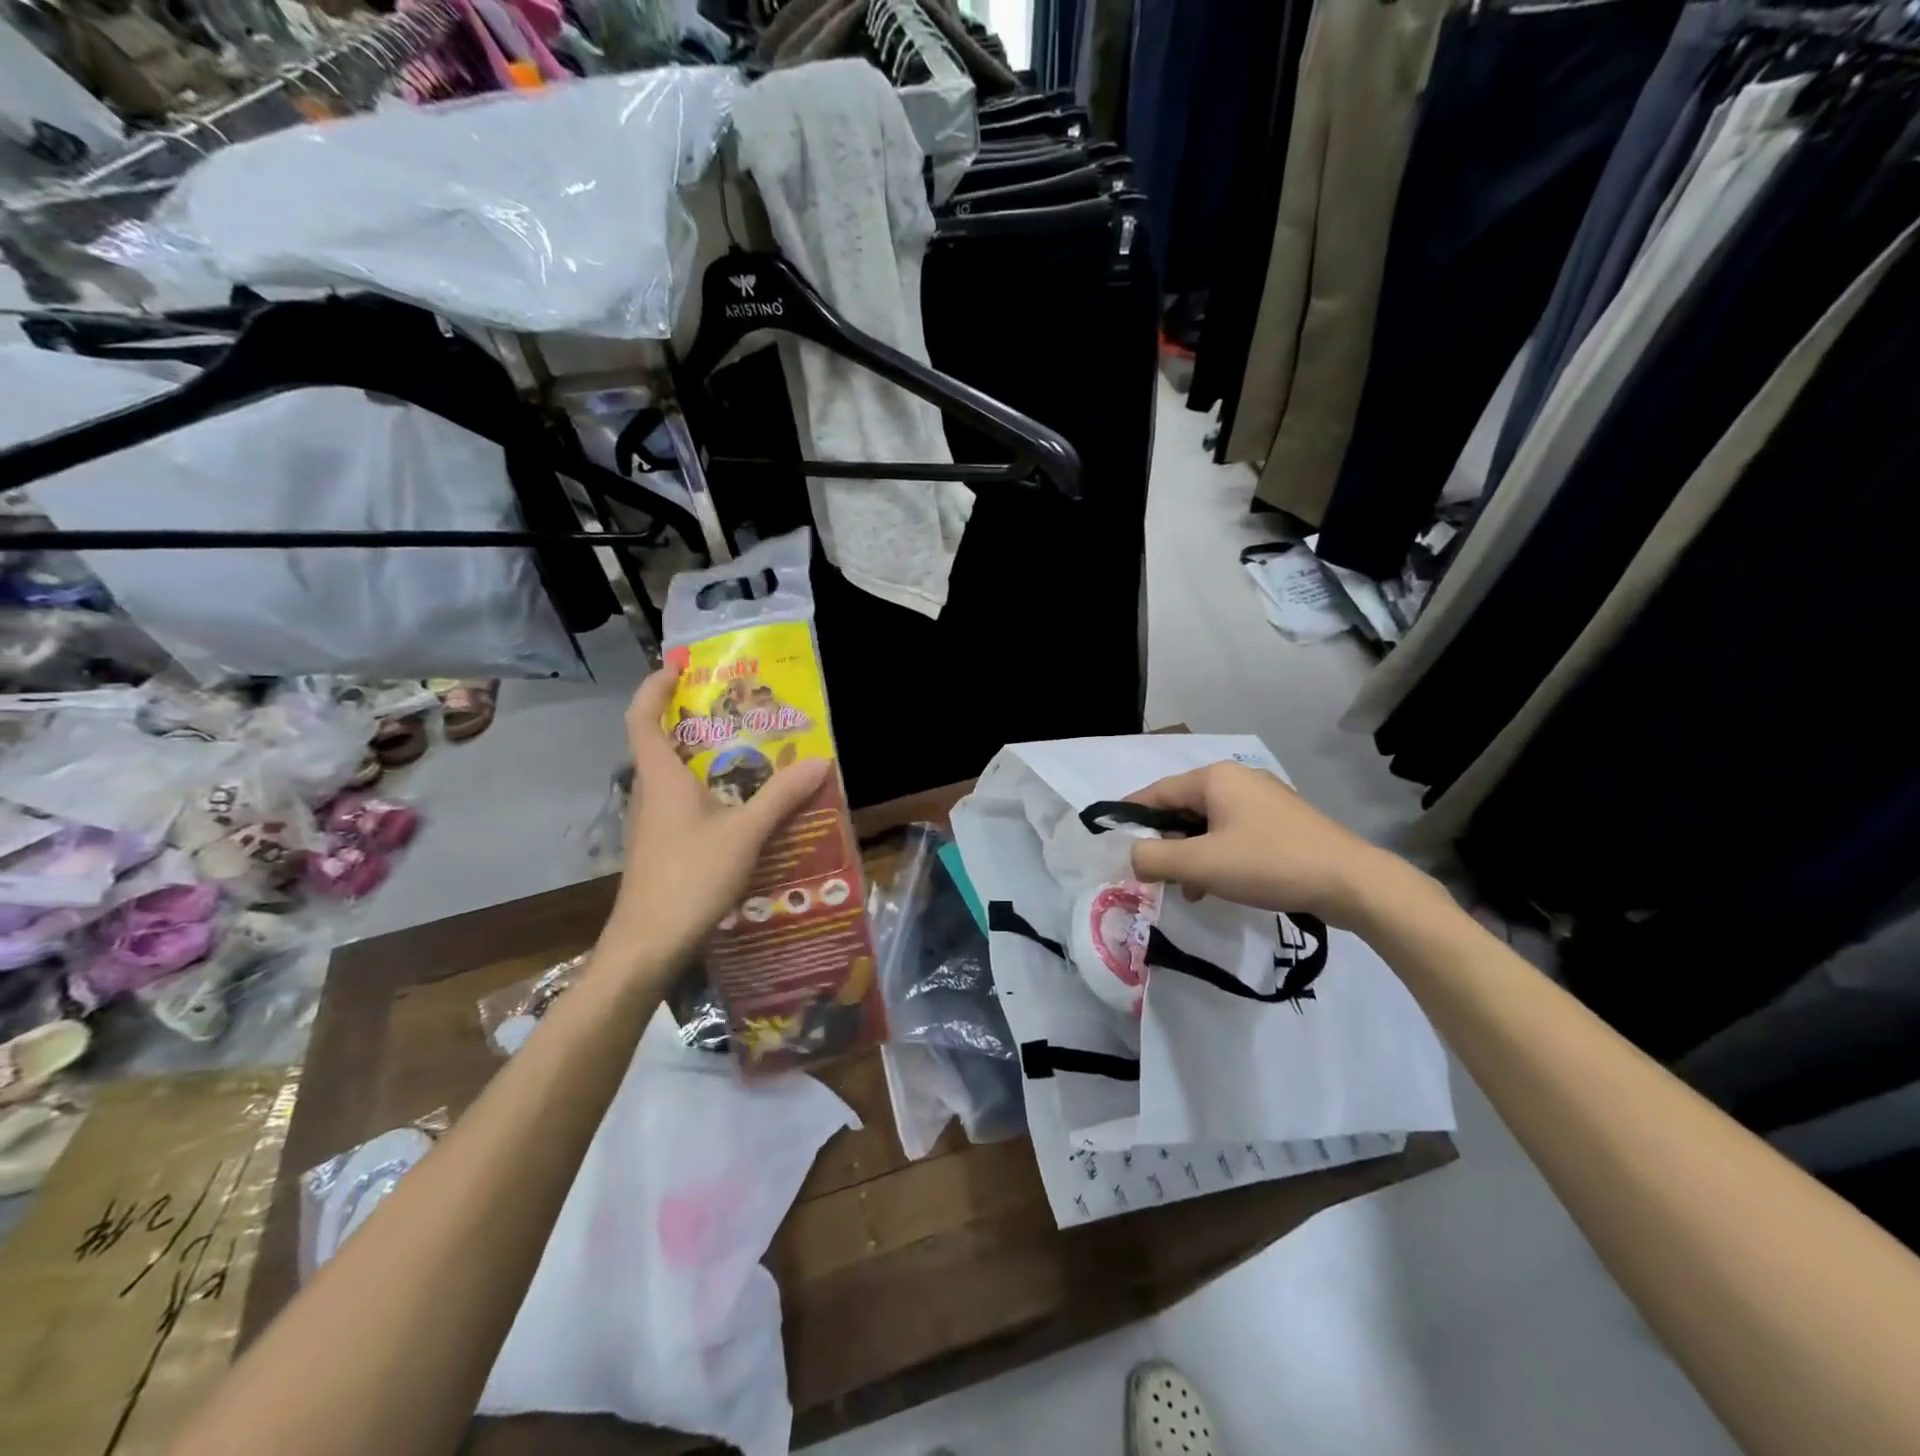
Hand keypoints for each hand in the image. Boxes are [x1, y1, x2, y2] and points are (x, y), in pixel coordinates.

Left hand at [602, 665, 830, 976]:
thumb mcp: (745, 833)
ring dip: (706, 757)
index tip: (679, 665)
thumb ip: (782, 796)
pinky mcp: (663, 846)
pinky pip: (685, 803)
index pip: (644, 716)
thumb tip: (821, 760)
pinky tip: (745, 806)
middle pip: (663, 742)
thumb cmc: (690, 878)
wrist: (649, 945)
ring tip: (751, 751)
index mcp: (661, 777)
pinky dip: (711, 790)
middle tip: (736, 706)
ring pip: (676, 775)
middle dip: (694, 718)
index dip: (655, 685)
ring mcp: (654, 822)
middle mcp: (651, 792)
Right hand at [1126, 761, 1398, 929]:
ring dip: (1190, 855)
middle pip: (1182, 808)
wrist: (1351, 882)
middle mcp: (1237, 779)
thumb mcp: (1201, 864)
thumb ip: (1154, 858)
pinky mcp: (1281, 822)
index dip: (1130, 817)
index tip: (1110, 842)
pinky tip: (1216, 886)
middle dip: (1164, 842)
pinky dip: (1216, 856)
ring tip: (1186, 889)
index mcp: (1215, 778)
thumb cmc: (1268, 864)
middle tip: (1151, 874)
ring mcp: (1262, 800)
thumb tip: (1131, 857)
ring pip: (1207, 824)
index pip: (1156, 793)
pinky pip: (1232, 833)